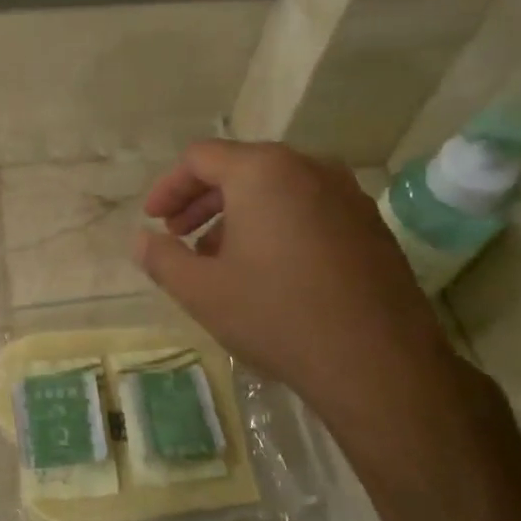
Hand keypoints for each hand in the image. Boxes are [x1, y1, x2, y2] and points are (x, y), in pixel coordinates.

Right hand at [135, 141, 484, 476]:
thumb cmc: (277, 315)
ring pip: (277, 190)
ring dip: (239, 216)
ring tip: (219, 259)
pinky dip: (278, 226)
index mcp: (263, 171)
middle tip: (178, 235)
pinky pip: (309, 210)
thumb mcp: (201, 291)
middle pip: (241, 169)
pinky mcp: (371, 226)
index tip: (153, 220)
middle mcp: (309, 168)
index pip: (201, 158)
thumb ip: (162, 258)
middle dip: (202, 201)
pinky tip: (269, 271)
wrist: (378, 363)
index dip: (169, 187)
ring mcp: (347, 195)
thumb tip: (142, 241)